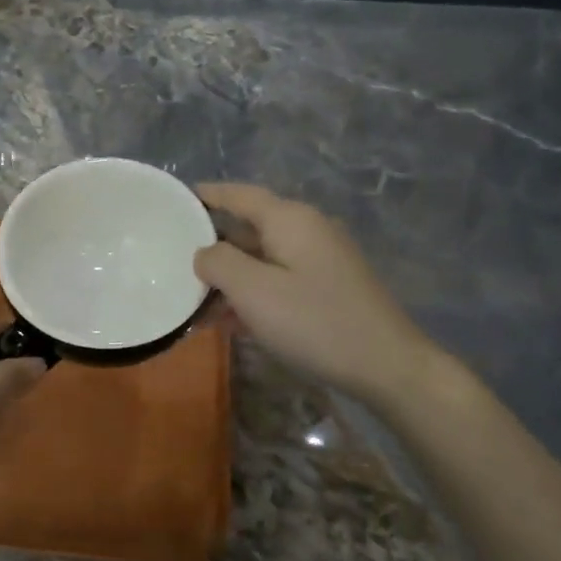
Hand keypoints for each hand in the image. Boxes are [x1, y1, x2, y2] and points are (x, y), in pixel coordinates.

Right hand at [194, 182, 442, 407]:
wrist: (386, 365)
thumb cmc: (314, 321)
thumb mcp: (254, 291)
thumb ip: (219, 263)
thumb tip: (204, 252)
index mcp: (290, 220)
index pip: (240, 195)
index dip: (207, 195)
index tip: (176, 199)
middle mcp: (308, 230)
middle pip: (249, 228)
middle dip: (213, 245)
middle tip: (174, 259)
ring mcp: (322, 260)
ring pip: (262, 259)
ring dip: (230, 277)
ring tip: (195, 300)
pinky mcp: (328, 288)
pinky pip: (279, 280)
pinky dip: (253, 293)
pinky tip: (231, 321)